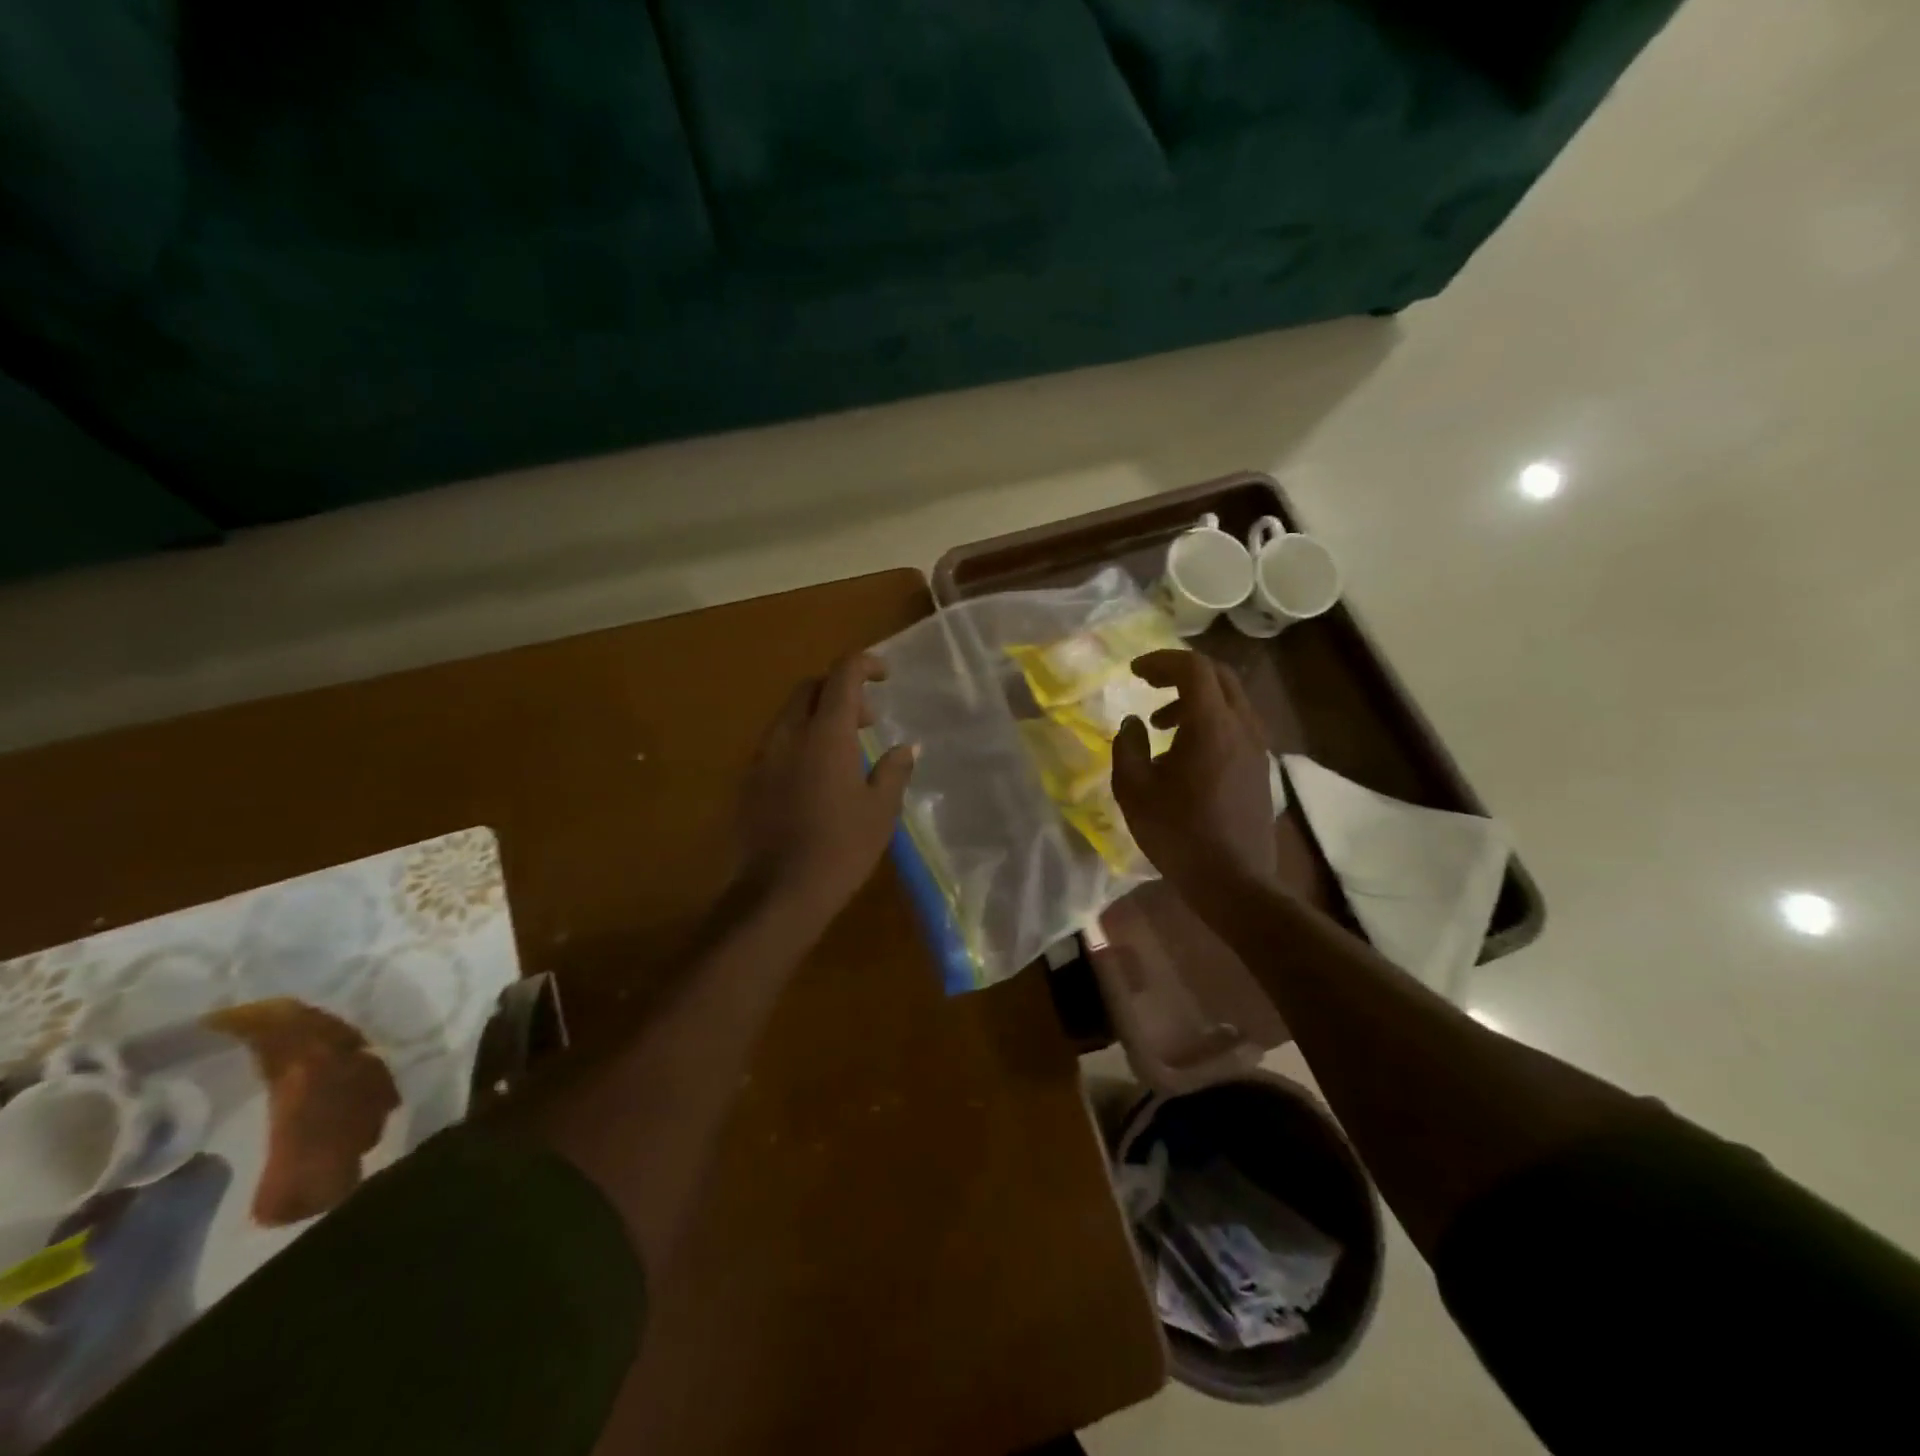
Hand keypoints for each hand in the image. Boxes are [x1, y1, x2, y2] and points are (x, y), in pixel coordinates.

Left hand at [738, 653, 916, 924]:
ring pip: (789, 714)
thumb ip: (893, 770)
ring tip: (844, 751)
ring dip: (818, 716)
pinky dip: (799, 741)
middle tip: (867, 721)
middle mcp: (789, 734)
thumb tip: (906, 746)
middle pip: (810, 687)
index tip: (885, 676)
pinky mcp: (748, 780)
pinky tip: (815, 778)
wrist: (778, 893)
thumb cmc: (841, 848)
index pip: (842, 674)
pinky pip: (776, 743)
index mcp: (826, 734)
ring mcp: (763, 756)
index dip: (865, 664)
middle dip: (840, 690)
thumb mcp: (881, 810)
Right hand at [1112, 650, 1277, 898]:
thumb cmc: (1178, 834)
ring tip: (1161, 725)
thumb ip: (1127, 747)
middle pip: (1218, 676)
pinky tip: (1185, 751)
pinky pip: (1237, 724)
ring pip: (1230, 699)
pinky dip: (1210, 720)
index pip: (1193, 669)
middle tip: (1149, 684)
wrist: (1233, 880)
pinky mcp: (1260, 766)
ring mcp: (1257, 746)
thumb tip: (1133, 723)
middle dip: (1180, 672)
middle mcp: (1242, 726)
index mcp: (1211, 725)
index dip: (1162, 661)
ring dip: (1195, 699)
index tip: (1134, 672)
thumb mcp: (1134, 791)